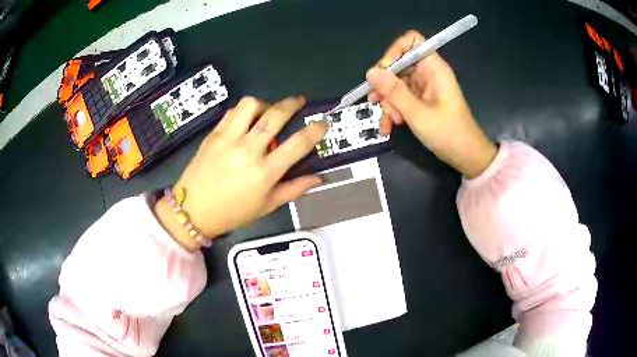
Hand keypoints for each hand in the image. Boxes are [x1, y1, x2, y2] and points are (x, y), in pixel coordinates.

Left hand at [154, 96, 326, 250]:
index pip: (298, 144)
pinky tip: (247, 118)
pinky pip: (232, 112)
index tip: (323, 123)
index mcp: (265, 172)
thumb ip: (294, 189)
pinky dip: (244, 110)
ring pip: (251, 105)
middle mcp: (248, 150)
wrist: (192, 210)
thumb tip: (319, 178)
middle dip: (292, 103)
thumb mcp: (267, 206)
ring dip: (265, 103)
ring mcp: (228, 139)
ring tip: (268, 110)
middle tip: (299, 101)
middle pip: (275, 115)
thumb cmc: (232, 213)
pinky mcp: (213, 134)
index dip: (315, 130)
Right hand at [367, 30, 496, 177]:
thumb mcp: (418, 113)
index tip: (382, 72)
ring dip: (389, 103)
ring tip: (389, 122)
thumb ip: (394, 91)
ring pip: (397, 84)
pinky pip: (402, 98)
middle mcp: (429, 74)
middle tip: (376, 102)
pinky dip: (394, 110)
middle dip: (386, 85)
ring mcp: (425, 88)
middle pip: (399, 65)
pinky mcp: (422, 101)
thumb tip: (370, 72)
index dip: (395, 51)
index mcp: (434, 68)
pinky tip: (390, 127)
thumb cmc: (448, 133)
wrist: (466, 156)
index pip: (412, 42)